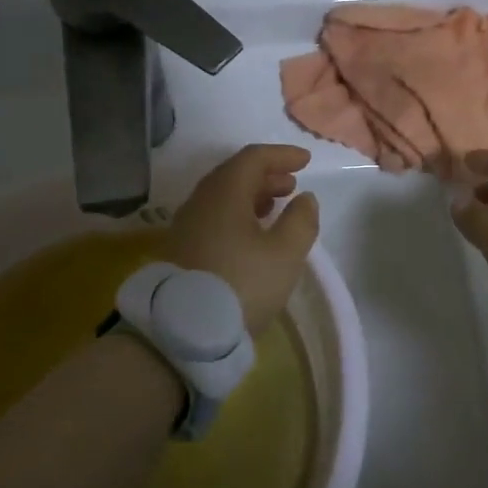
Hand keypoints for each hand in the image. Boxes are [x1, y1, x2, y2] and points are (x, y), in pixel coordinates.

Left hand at [167, 145, 320, 333]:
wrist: (184, 332)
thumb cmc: (242, 284)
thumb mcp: (285, 254)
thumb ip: (301, 221)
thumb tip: (304, 198)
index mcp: (224, 192)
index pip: (253, 158)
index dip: (282, 155)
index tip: (306, 161)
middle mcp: (200, 201)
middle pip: (234, 174)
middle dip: (266, 175)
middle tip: (291, 184)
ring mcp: (186, 225)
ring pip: (222, 197)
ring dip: (251, 195)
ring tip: (275, 207)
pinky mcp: (181, 249)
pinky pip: (213, 216)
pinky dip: (237, 213)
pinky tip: (251, 233)